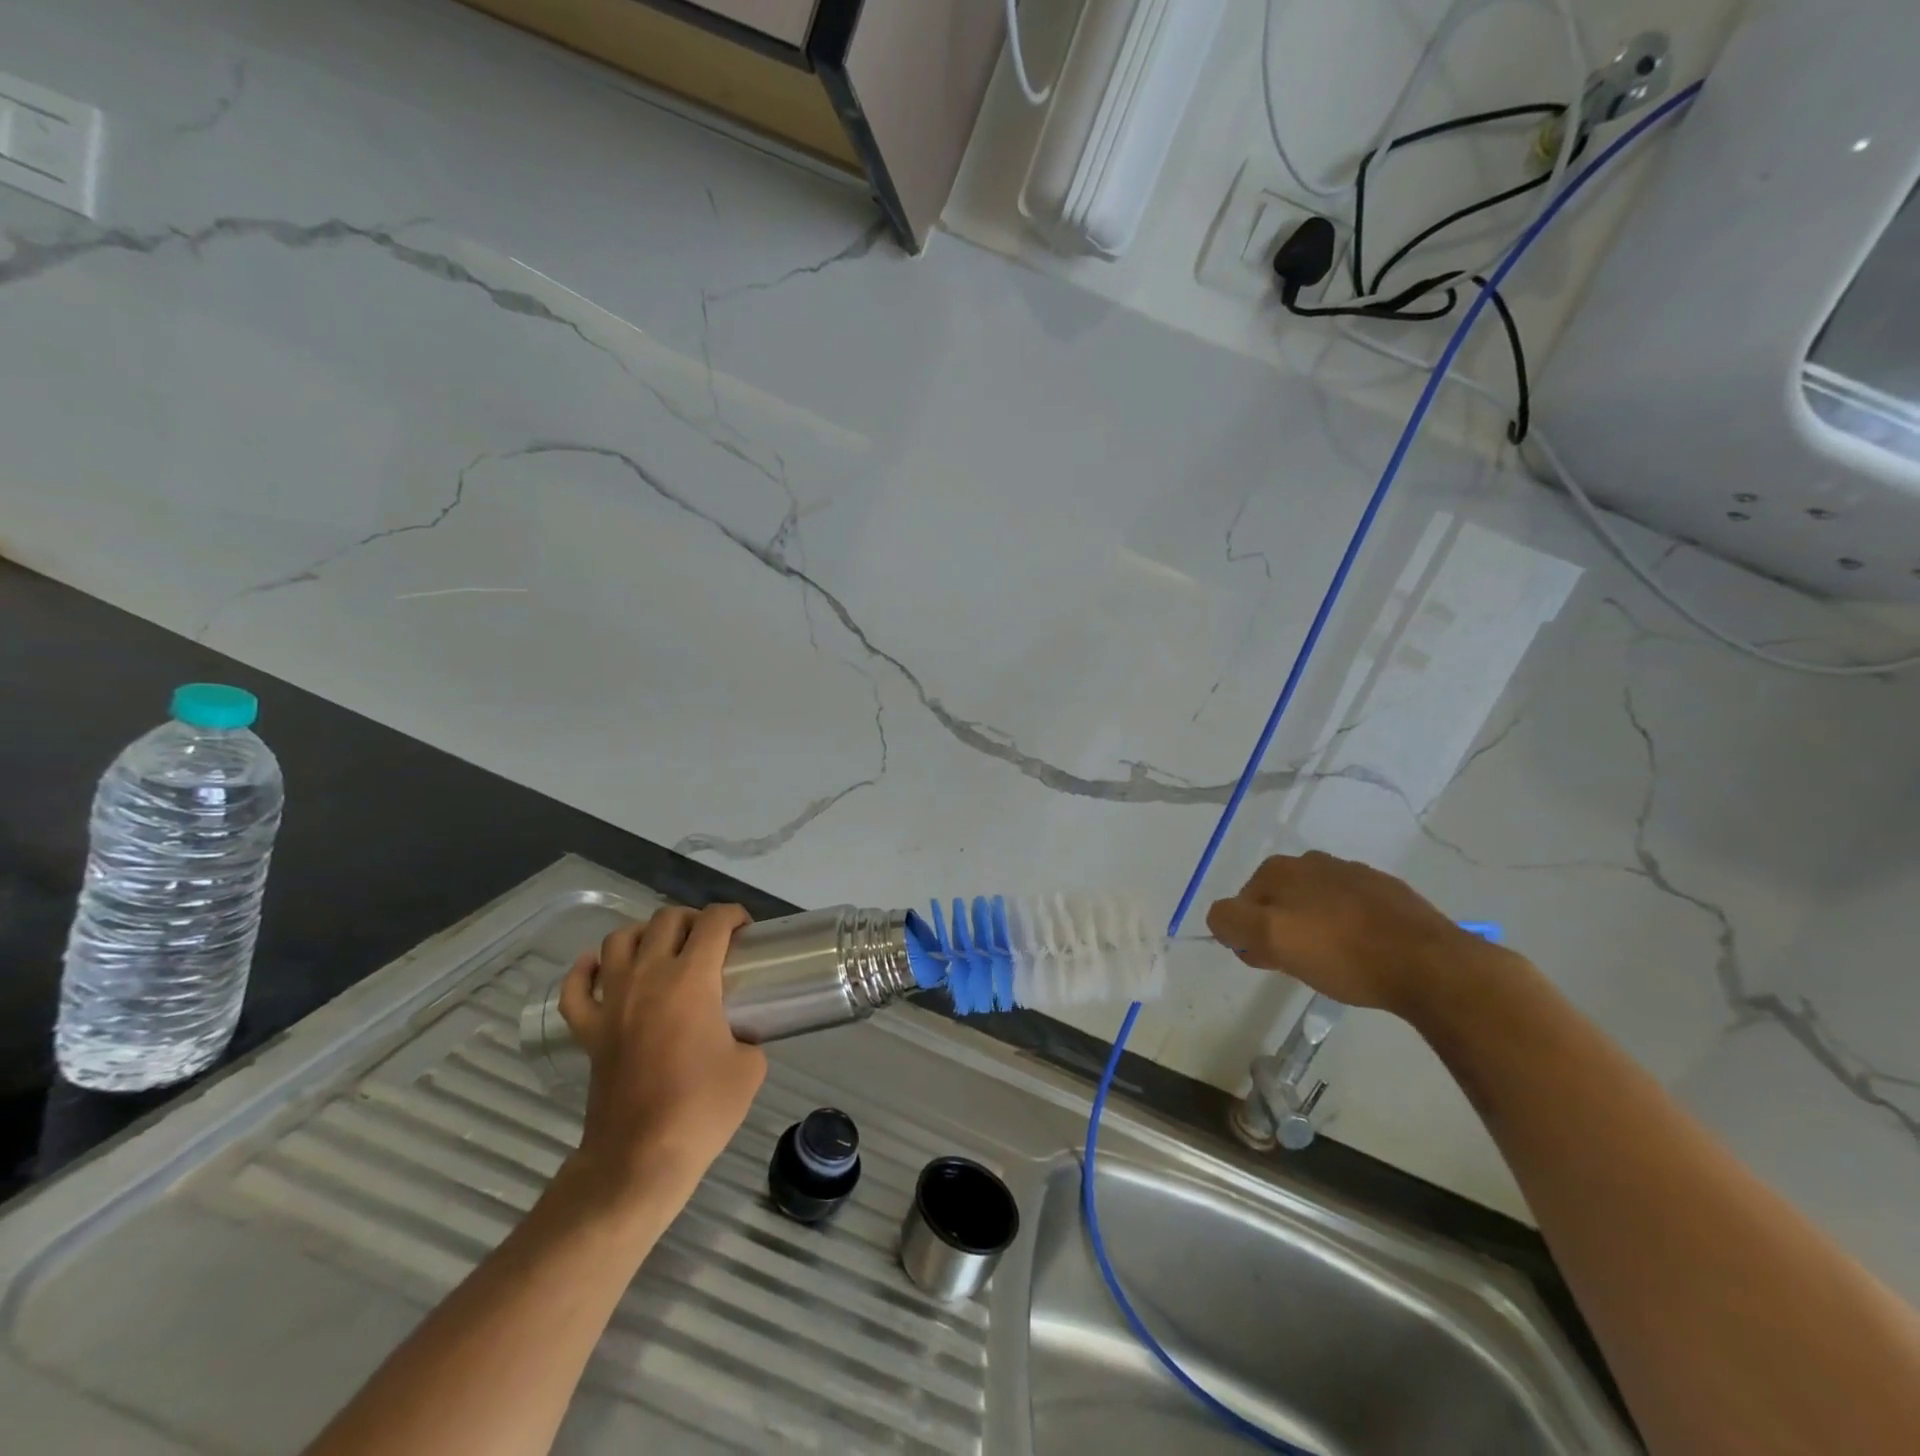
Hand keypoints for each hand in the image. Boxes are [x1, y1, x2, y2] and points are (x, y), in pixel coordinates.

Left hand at [558, 905, 765, 1212]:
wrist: (640, 1159)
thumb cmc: (701, 1110)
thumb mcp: (750, 1067)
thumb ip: (748, 1035)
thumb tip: (738, 1031)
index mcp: (692, 980)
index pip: (714, 922)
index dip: (734, 915)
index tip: (745, 930)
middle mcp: (648, 977)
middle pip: (666, 920)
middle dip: (693, 919)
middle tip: (710, 941)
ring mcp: (612, 1002)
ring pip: (619, 939)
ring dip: (644, 933)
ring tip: (662, 948)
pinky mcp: (588, 1030)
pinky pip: (576, 987)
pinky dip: (586, 969)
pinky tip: (601, 967)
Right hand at [1207, 852, 1496, 1017]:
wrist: (1429, 965)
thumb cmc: (1341, 953)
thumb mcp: (1271, 939)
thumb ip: (1231, 922)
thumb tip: (1221, 919)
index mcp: (1281, 869)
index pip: (1240, 904)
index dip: (1248, 936)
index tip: (1269, 963)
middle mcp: (1314, 862)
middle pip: (1277, 902)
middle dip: (1279, 931)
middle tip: (1296, 966)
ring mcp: (1355, 874)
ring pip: (1314, 905)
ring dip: (1312, 929)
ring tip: (1331, 963)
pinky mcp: (1389, 893)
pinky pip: (1350, 911)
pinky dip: (1346, 929)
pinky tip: (1361, 953)